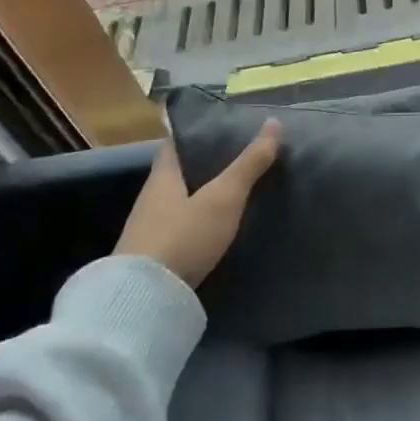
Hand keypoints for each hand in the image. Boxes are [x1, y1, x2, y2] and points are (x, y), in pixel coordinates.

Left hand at [116, 121, 280, 286]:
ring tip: (233, 193)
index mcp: (162, 176)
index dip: (197, 134)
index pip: (176, 144)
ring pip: (178, 201)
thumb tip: (274, 122)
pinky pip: (178, 227)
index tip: (223, 129)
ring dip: (200, 196)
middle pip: (178, 172)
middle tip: (238, 160)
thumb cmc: (185, 236)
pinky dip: (197, 221)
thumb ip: (248, 164)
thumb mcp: (224, 198)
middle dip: (203, 166)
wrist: (145, 297)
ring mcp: (148, 229)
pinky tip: (215, 228)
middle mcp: (150, 198)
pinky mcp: (152, 256)